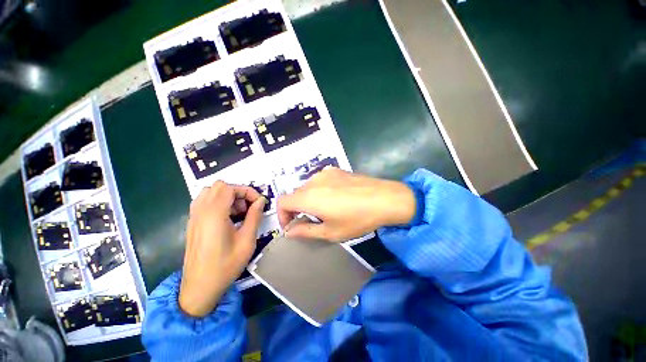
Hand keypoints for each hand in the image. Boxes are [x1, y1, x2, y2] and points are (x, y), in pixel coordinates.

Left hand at [179, 181, 265, 317]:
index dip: (247, 191)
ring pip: (210, 192)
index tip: (258, 202)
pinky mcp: (192, 223)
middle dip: (237, 192)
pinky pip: (204, 202)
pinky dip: (217, 202)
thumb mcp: (247, 240)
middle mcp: (201, 211)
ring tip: (238, 212)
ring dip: (227, 196)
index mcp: (214, 214)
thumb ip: (254, 216)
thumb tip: (261, 201)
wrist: (199, 288)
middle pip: (219, 186)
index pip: (230, 188)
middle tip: (248, 208)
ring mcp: (193, 217)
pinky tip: (227, 217)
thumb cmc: (226, 265)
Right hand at [277, 168, 415, 241]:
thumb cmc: (357, 219)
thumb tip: (289, 231)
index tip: (292, 226)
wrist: (385, 199)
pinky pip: (320, 181)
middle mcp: (313, 181)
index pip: (282, 201)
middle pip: (295, 194)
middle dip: (297, 209)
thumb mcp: (331, 232)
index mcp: (309, 197)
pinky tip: (335, 197)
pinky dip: (319, 191)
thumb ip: (305, 231)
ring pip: (307, 187)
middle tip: (310, 221)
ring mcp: (325, 173)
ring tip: (324, 210)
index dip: (282, 215)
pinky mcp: (336, 170)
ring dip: (308, 200)